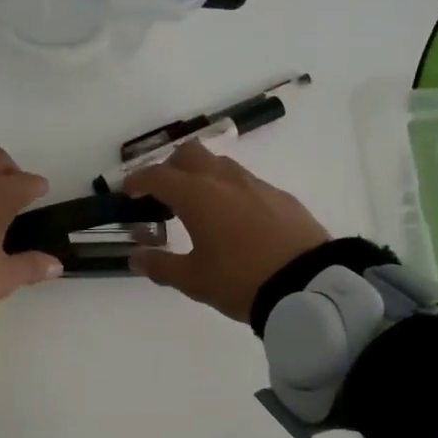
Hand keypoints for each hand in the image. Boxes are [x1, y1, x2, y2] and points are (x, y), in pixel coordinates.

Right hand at [122, 140, 329, 321]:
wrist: (308, 284)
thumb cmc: (241, 280)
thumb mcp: (194, 280)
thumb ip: (161, 265)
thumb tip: (136, 256)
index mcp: (197, 195)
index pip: (158, 176)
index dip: (138, 180)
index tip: (128, 191)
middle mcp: (224, 180)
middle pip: (190, 154)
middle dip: (171, 167)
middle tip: (163, 192)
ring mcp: (256, 184)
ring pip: (220, 165)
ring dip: (202, 176)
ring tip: (199, 206)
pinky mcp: (280, 196)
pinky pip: (246, 182)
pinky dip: (230, 191)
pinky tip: (235, 220)